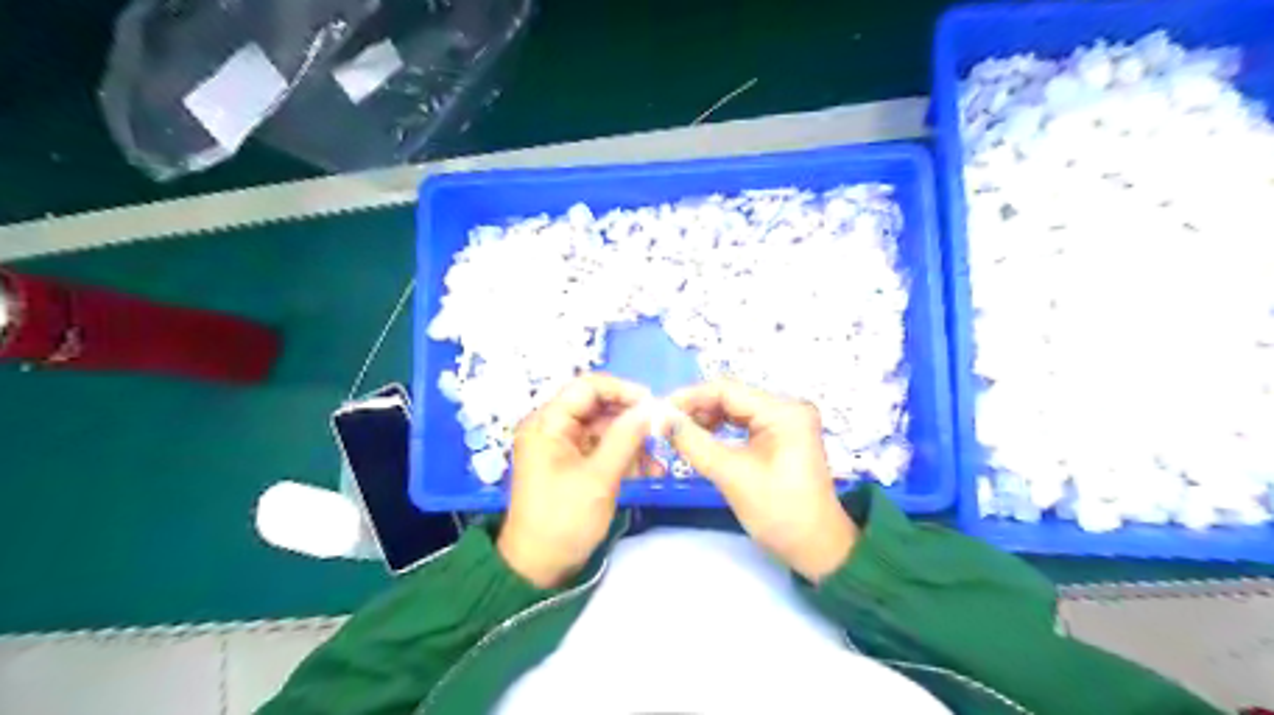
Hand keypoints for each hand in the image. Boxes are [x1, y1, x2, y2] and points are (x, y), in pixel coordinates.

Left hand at [501, 375, 656, 586]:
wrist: (539, 568)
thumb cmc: (563, 520)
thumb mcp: (599, 478)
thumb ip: (625, 438)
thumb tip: (652, 409)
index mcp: (547, 423)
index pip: (587, 387)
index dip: (622, 390)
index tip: (653, 405)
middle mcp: (552, 427)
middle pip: (598, 407)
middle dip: (631, 419)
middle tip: (662, 433)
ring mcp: (562, 446)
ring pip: (604, 428)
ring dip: (633, 441)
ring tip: (658, 462)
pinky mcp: (572, 463)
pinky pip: (602, 448)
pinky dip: (624, 456)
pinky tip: (648, 471)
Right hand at [667, 380, 853, 580]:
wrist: (817, 549)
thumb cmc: (779, 512)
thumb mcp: (732, 476)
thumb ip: (695, 443)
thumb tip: (662, 420)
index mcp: (783, 412)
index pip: (727, 390)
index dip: (691, 397)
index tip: (660, 412)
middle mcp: (787, 407)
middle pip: (731, 397)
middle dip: (697, 409)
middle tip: (665, 426)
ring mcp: (786, 421)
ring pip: (735, 409)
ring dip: (706, 419)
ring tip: (679, 435)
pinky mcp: (781, 436)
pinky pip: (743, 423)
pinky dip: (720, 430)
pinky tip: (702, 440)